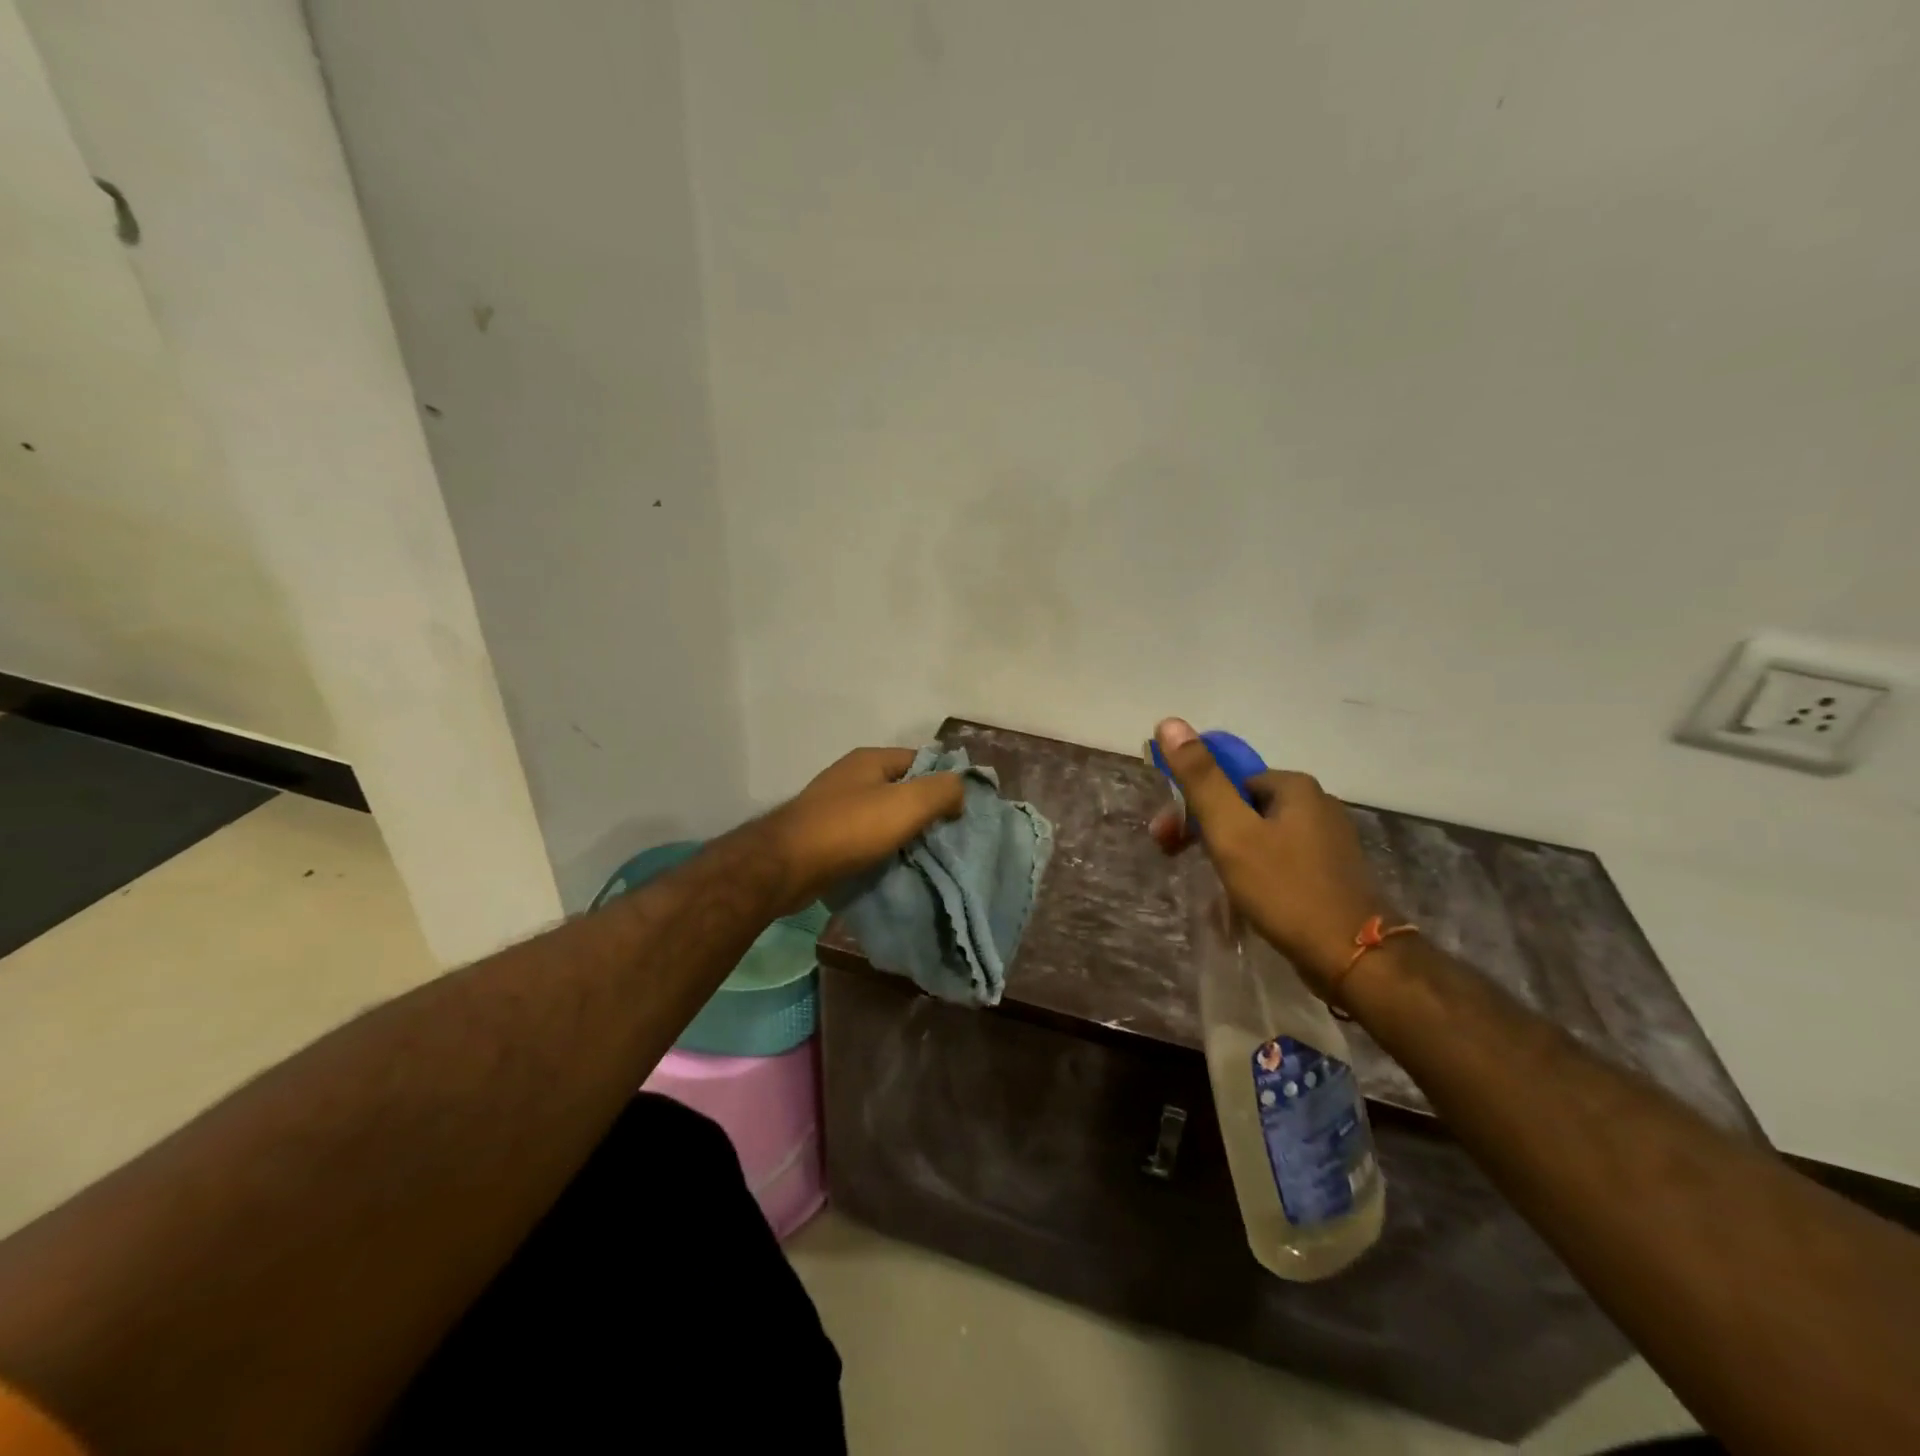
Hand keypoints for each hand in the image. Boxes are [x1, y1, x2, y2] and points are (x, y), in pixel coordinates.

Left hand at [764, 747, 963, 907]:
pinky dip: (880, 849)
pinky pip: (864, 837)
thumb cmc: (850, 828)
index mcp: (870, 760)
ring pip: (883, 816)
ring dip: (903, 833)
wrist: (786, 866)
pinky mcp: (824, 835)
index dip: (944, 782)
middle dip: (925, 811)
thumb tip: (960, 791)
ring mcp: (834, 806)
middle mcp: (851, 777)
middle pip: (902, 789)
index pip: (921, 761)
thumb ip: (942, 790)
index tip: (962, 811)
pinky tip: (893, 866)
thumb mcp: (908, 803)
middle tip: (947, 837)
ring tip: (925, 855)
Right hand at [1149, 718, 1386, 991]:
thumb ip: (1200, 778)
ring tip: (1210, 890)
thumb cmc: (1286, 889)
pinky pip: (1278, 862)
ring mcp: (1328, 841)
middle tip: (1176, 859)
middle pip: (1242, 807)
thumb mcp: (1231, 831)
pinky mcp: (1331, 874)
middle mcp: (1316, 805)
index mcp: (1294, 787)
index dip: (1190, 805)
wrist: (1354, 957)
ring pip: (1259, 836)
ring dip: (1226, 856)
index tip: (1166, 837)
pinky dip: (1253, 874)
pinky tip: (1242, 902)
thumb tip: (1169, 722)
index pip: (1227, 780)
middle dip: (1204, 831)